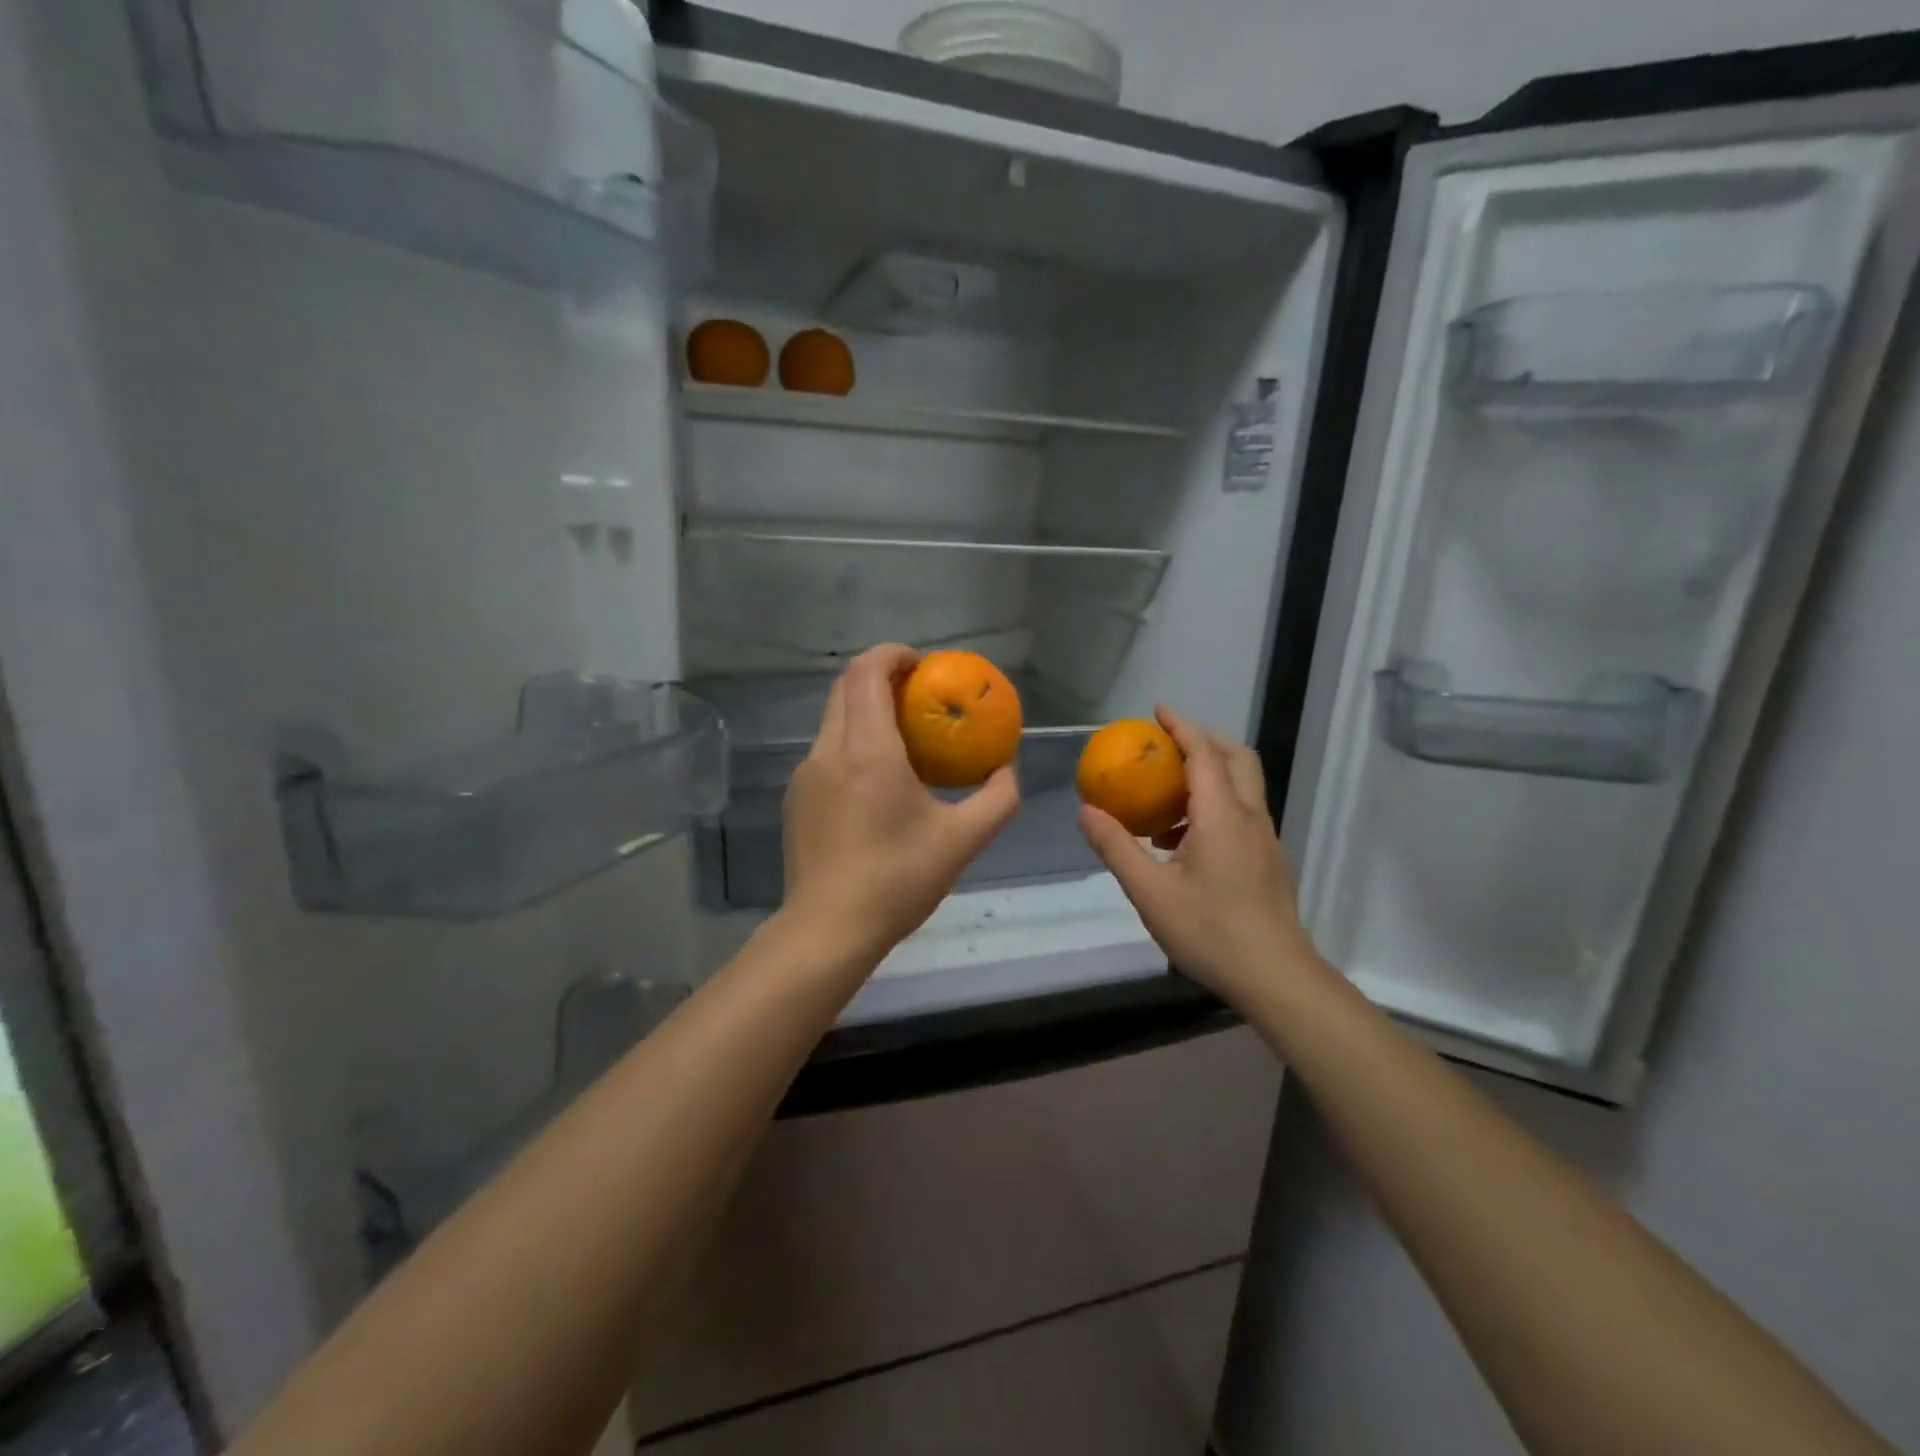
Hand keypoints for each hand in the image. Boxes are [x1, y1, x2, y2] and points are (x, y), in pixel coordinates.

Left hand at [782, 644, 1021, 961]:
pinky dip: (851, 743)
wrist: (828, 929)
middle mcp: (829, 751)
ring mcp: (805, 775)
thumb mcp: (963, 840)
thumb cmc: (898, 879)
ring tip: (901, 738)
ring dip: (865, 711)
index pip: (867, 672)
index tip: (923, 666)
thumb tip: (1006, 771)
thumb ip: (997, 799)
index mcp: (868, 750)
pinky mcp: (796, 799)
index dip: (893, 654)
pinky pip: (826, 752)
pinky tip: (876, 782)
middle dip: (881, 677)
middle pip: (846, 687)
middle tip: (917, 695)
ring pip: (833, 720)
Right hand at [1077, 705, 1321, 1006]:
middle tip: (1168, 741)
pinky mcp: (1269, 860)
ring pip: (1244, 785)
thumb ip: (1117, 847)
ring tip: (1168, 790)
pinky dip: (1216, 802)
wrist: (1276, 978)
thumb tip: (1086, 812)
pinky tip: (1184, 839)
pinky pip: (1242, 812)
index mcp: (1223, 816)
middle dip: (1204, 739)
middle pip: (1236, 758)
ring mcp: (1265, 839)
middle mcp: (1250, 817)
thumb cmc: (1211, 931)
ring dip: (1211, 772)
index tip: (1158, 710)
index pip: (1204, 753)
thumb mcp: (1151, 892)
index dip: (1181, 726)